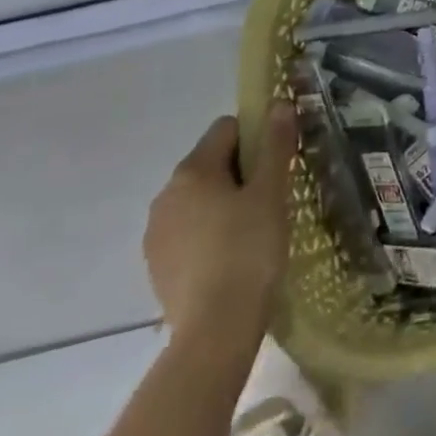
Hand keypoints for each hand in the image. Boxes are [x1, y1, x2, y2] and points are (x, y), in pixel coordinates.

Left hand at [144, 107, 295, 348]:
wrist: (215, 332)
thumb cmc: (249, 250)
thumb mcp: (271, 193)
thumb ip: (274, 144)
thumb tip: (278, 103)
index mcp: (192, 170)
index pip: (227, 128)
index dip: (257, 137)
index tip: (278, 163)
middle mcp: (165, 194)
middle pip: (211, 163)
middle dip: (242, 172)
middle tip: (273, 198)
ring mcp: (157, 233)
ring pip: (199, 199)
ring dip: (224, 204)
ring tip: (255, 230)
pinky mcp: (157, 266)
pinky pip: (189, 232)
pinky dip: (210, 234)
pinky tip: (232, 258)